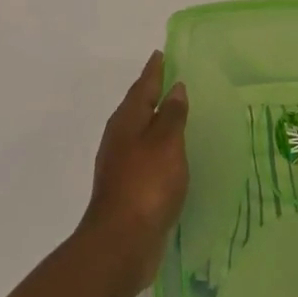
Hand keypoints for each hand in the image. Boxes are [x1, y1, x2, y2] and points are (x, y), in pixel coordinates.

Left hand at [80, 52, 188, 289]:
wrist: (121, 243)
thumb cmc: (146, 185)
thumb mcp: (166, 143)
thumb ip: (172, 114)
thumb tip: (175, 88)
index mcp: (126, 122)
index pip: (142, 87)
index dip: (154, 70)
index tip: (162, 53)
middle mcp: (119, 139)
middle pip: (137, 107)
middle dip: (153, 93)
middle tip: (174, 78)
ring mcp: (121, 165)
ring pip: (141, 132)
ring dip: (156, 121)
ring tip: (177, 113)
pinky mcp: (129, 188)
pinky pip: (147, 155)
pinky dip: (159, 146)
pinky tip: (173, 154)